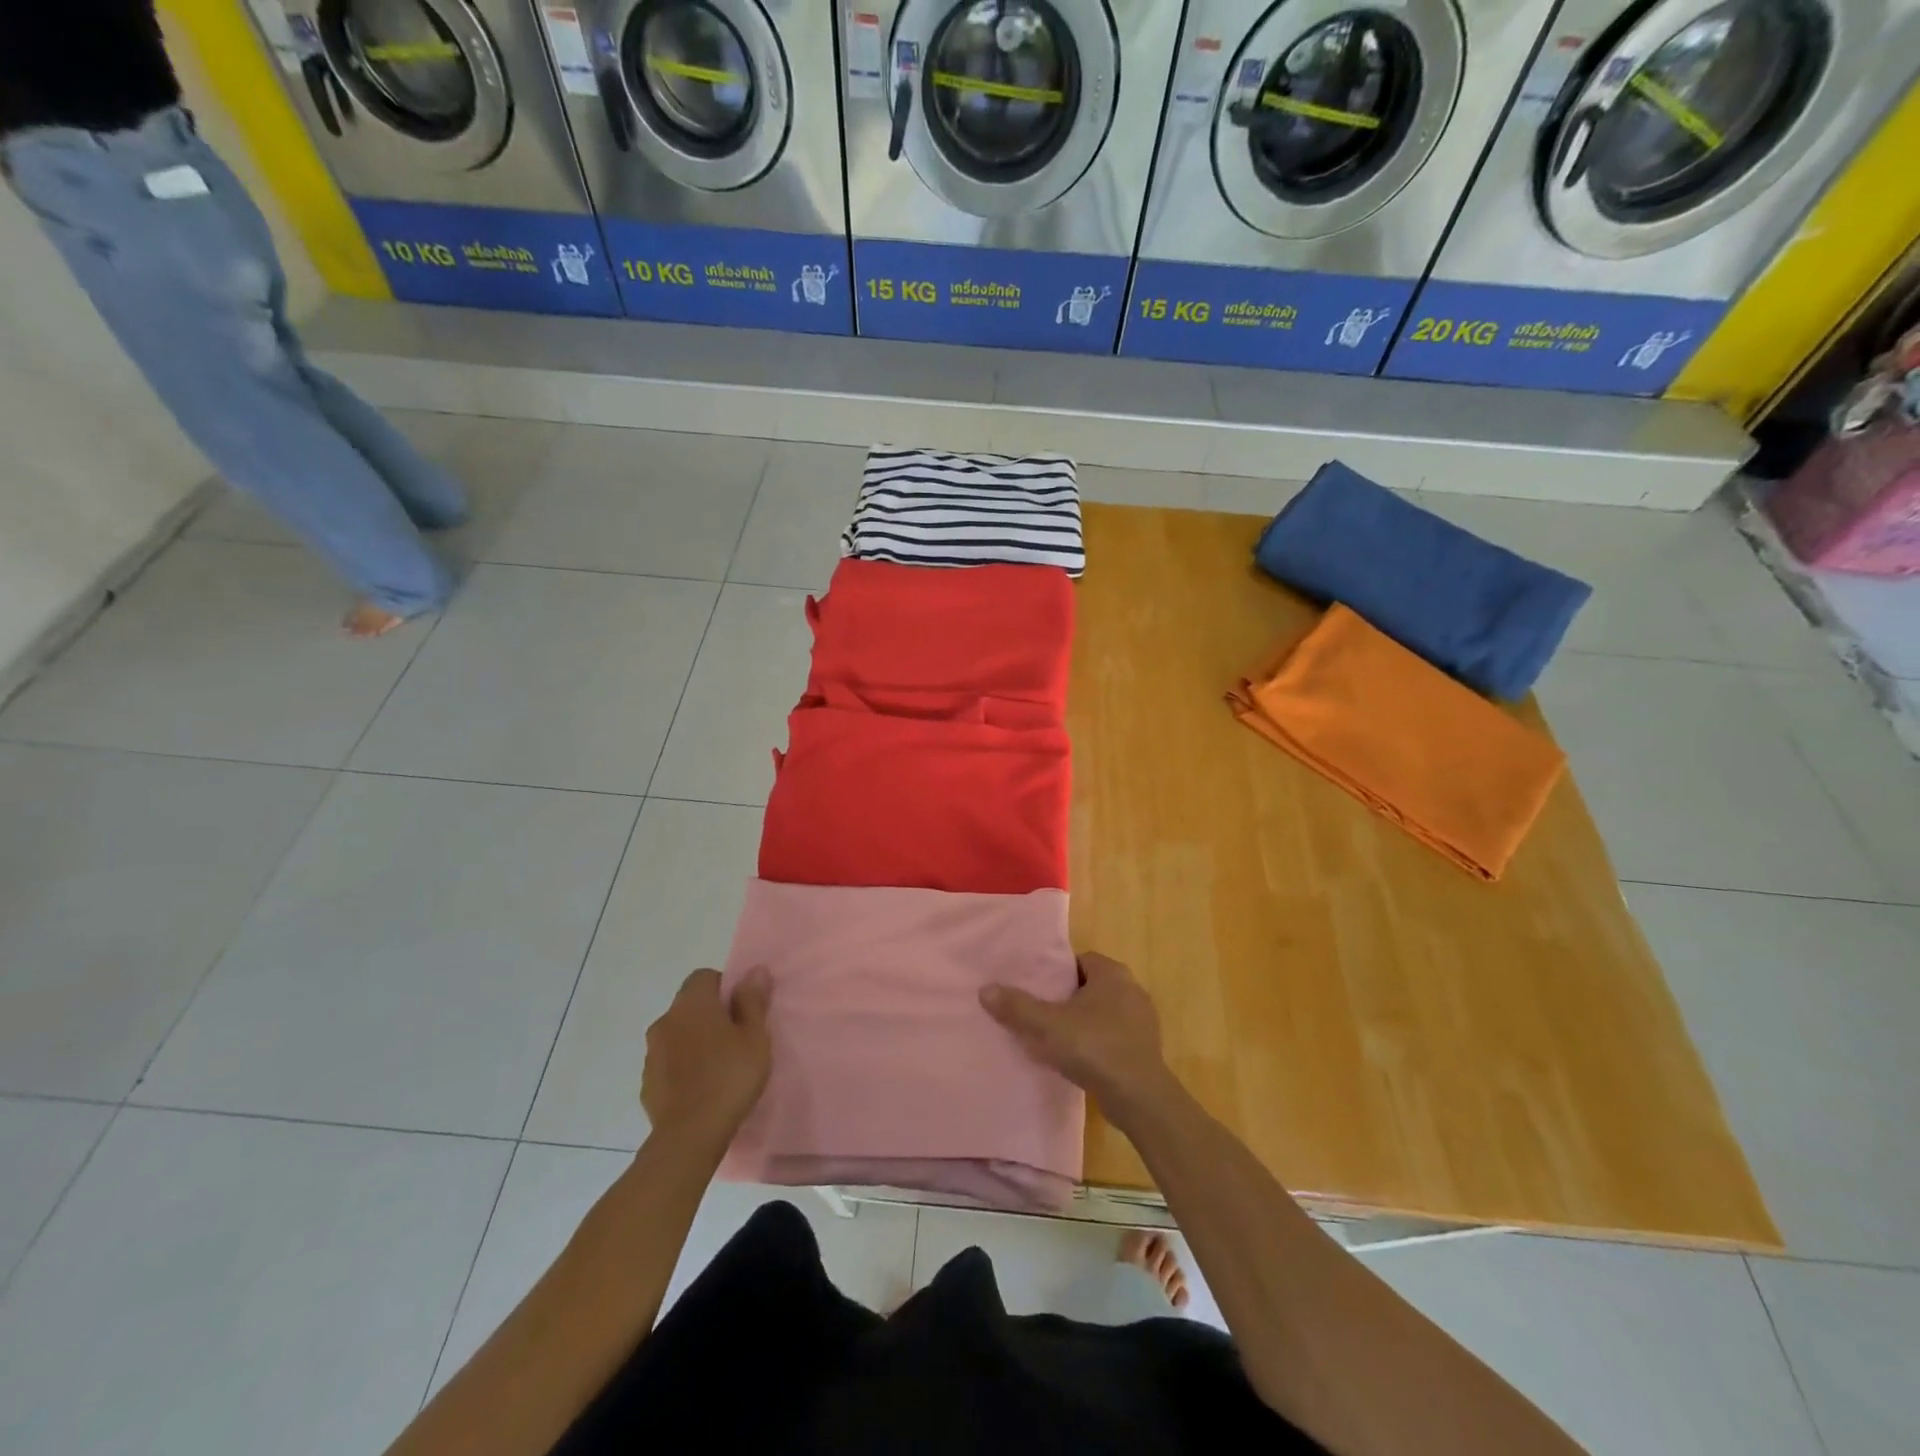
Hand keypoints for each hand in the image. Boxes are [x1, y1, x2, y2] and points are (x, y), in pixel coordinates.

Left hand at [641, 968, 771, 1153]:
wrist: (689, 1137)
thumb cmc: (729, 1077)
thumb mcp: (755, 1037)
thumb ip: (753, 1001)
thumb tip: (755, 970)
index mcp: (692, 1003)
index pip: (704, 977)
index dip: (725, 988)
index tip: (742, 1012)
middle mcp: (665, 1020)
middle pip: (690, 1005)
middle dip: (710, 1016)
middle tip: (737, 1039)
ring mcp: (651, 1053)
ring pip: (678, 1035)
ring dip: (695, 1042)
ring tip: (720, 1067)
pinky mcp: (647, 1083)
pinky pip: (669, 1063)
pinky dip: (683, 1067)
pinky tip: (702, 1088)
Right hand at [979, 952, 1177, 1119]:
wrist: (1139, 1097)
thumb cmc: (1094, 1047)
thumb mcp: (1047, 1026)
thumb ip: (1017, 1007)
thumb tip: (985, 990)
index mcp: (1112, 973)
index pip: (1079, 960)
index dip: (1056, 972)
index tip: (1035, 987)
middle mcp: (1132, 989)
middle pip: (1089, 985)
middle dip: (1066, 997)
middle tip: (1039, 1011)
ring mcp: (1142, 1020)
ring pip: (1102, 1012)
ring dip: (1081, 1022)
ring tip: (1054, 1036)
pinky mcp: (1144, 1048)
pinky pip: (1112, 1036)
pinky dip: (1095, 1043)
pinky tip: (1077, 1059)